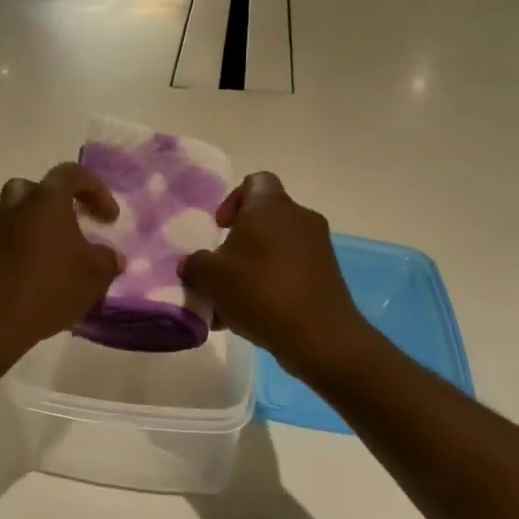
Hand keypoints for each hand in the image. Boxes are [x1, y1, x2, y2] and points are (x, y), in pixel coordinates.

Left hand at [0, 163, 122, 366]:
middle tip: (76, 223)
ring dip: (43, 228)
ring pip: (21, 216)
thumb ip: (108, 259)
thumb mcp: (95, 274)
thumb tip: (111, 256)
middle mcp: (17, 207)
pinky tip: (46, 277)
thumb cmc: (51, 286)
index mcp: (46, 200)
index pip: (72, 174)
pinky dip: (30, 250)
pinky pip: (13, 242)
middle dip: (59, 202)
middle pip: (36, 189)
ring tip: (64, 256)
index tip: (110, 219)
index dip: (97, 190)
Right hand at [180, 172, 372, 380]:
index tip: (220, 229)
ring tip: (229, 302)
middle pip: (262, 220)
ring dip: (251, 268)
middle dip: (237, 243)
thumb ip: (194, 264)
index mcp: (271, 206)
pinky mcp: (327, 275)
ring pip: (274, 249)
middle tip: (219, 270)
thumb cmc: (261, 292)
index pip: (254, 181)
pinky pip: (289, 270)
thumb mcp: (210, 278)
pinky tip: (251, 316)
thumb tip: (191, 262)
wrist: (320, 336)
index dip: (232, 200)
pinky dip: (270, 284)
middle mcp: (299, 218)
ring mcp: (318, 247)